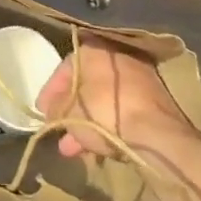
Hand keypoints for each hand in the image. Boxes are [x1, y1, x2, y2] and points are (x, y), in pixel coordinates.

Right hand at [37, 38, 200, 162]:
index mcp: (94, 50)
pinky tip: (98, 149)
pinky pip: (122, 111)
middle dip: (69, 111)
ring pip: (104, 101)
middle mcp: (117, 57)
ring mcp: (139, 80)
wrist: (159, 135)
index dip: (51, 91)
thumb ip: (56, 110)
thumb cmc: (106, 113)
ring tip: (73, 149)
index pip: (65, 66)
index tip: (42, 110)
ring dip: (86, 123)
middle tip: (58, 130)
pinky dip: (108, 126)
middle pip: (85, 84)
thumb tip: (50, 112)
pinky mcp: (154, 102)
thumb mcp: (70, 113)